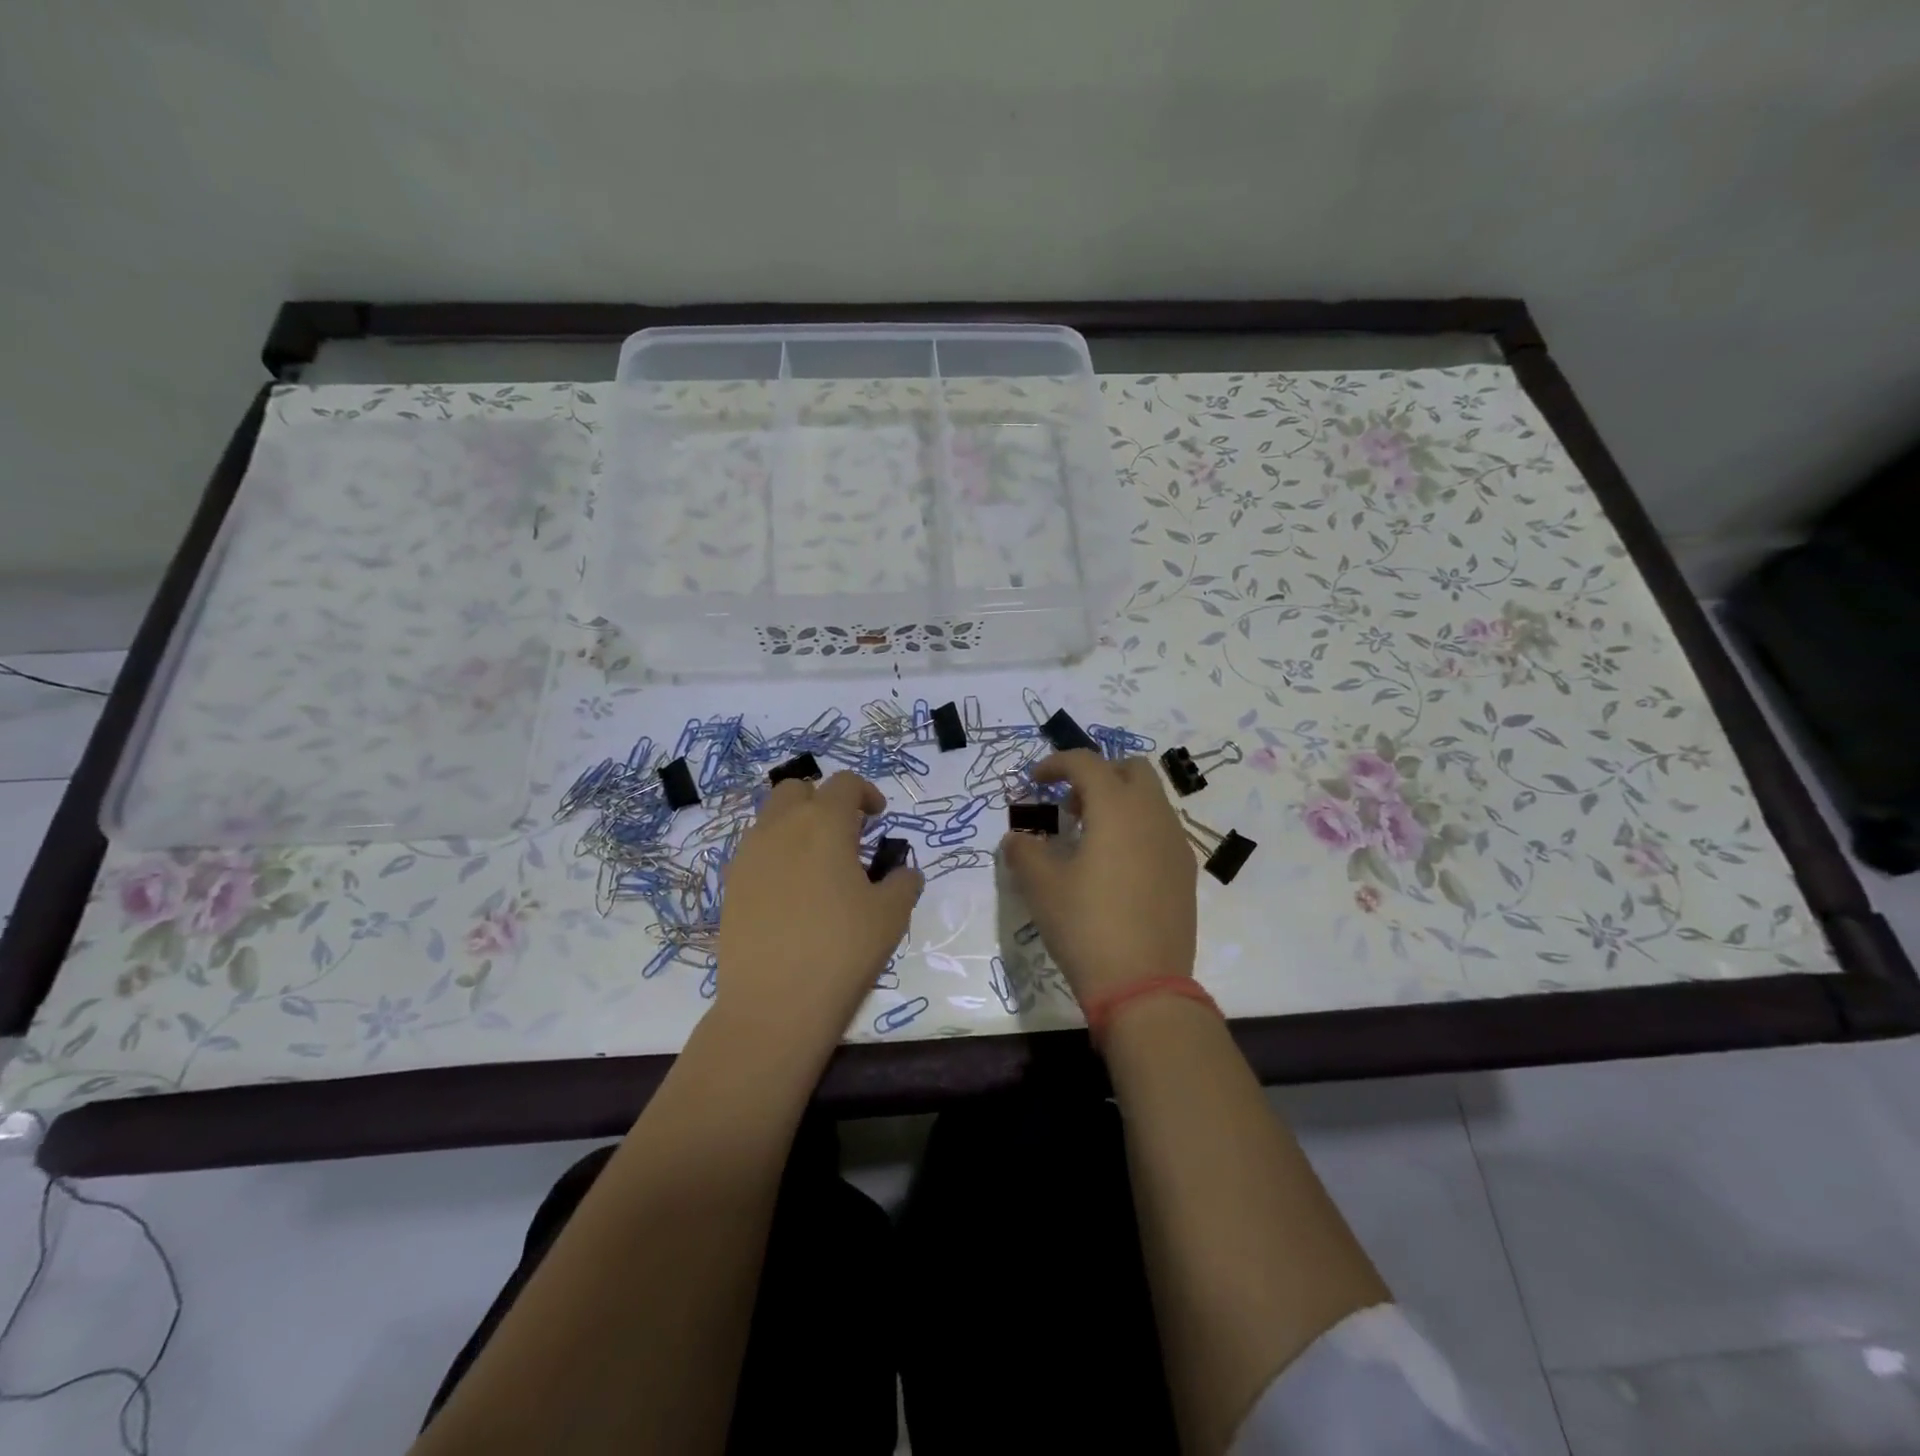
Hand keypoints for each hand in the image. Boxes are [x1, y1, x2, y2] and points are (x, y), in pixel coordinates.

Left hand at [714, 772, 923, 1063]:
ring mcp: (749, 855)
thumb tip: (902, 872)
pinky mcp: (730, 885)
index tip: (878, 818)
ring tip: (819, 866)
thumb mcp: (891, 915)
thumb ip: (903, 882)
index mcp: (824, 823)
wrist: (774, 1003)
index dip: (866, 793)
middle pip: (798, 789)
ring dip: (797, 826)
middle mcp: (781, 827)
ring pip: (772, 818)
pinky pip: (756, 851)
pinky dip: (777, 855)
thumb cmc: (842, 950)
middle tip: (846, 835)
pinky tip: (793, 893)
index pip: (845, 784)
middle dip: (823, 801)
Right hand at [999, 751, 1197, 1004]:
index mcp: (1116, 808)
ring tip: (1091, 838)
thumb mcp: (1041, 887)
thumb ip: (1023, 851)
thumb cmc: (1086, 925)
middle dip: (1097, 775)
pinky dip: (1137, 828)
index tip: (1035, 781)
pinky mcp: (1186, 870)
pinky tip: (1117, 866)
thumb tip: (1017, 839)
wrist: (1143, 984)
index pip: (1086, 762)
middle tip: (1070, 807)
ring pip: (1150, 799)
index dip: (1056, 763)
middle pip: (1130, 769)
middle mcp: (1152, 815)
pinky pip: (1161, 829)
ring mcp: (1175, 843)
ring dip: (1119, 801)